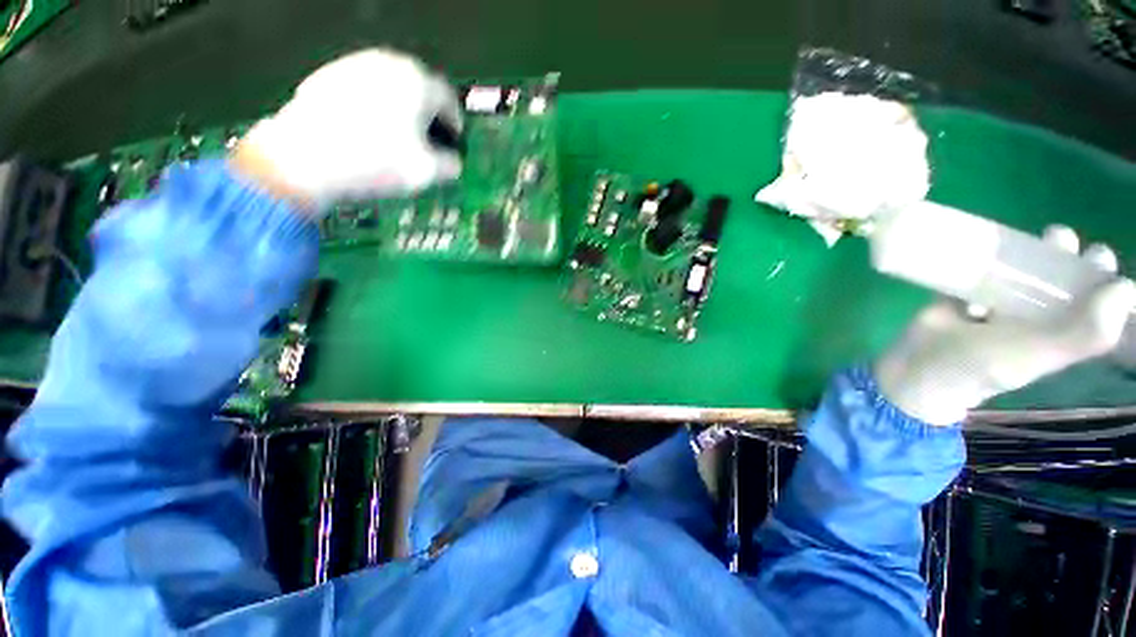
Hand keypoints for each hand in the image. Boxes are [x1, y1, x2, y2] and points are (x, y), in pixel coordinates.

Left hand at [231, 48, 462, 210]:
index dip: (456, 123)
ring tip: (397, 135)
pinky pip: (363, 89)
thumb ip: (450, 166)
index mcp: (418, 83)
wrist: (305, 157)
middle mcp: (388, 64)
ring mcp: (354, 65)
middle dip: (428, 114)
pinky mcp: (328, 75)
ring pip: (390, 86)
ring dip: (400, 108)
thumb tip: (453, 163)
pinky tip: (366, 129)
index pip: (449, 101)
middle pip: (419, 89)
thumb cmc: (377, 162)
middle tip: (428, 139)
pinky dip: (372, 106)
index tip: (455, 141)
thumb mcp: (426, 173)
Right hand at [875, 226, 1135, 425]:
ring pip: (1020, 270)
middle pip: (1058, 277)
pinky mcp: (962, 293)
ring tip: (1022, 244)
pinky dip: (982, 259)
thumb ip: (1083, 333)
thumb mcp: (1037, 355)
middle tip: (1056, 239)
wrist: (916, 368)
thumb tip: (1125, 288)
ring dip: (1027, 252)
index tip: (1095, 257)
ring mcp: (997, 303)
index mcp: (1059, 330)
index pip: (1091, 301)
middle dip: (1063, 254)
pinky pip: (978, 269)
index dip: (1101, 277)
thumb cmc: (980, 366)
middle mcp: (1034, 315)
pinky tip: (979, 258)